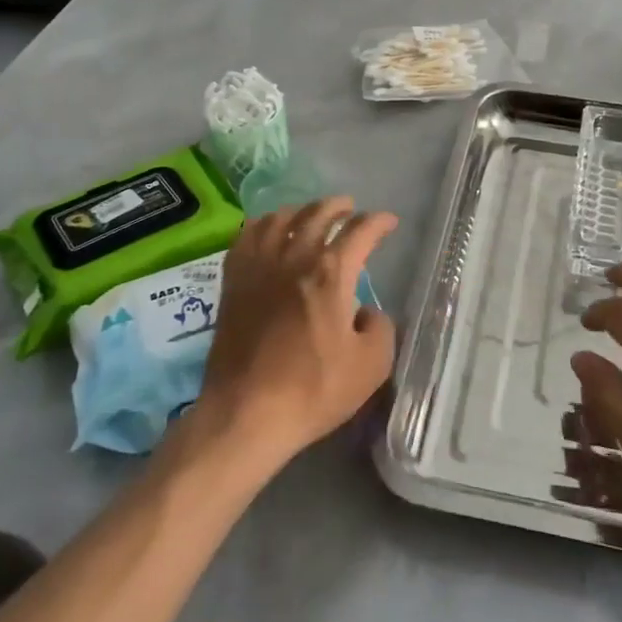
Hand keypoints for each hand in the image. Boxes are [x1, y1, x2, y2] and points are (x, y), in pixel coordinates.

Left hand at [196, 197, 397, 463]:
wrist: (245, 413)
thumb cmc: (313, 390)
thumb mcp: (371, 365)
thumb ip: (379, 327)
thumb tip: (365, 311)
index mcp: (331, 272)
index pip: (360, 231)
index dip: (378, 222)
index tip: (389, 223)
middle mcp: (295, 257)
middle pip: (318, 214)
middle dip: (339, 207)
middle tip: (350, 209)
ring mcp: (259, 266)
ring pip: (280, 219)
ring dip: (302, 211)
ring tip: (310, 215)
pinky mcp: (233, 282)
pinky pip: (246, 236)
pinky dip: (262, 224)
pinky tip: (267, 229)